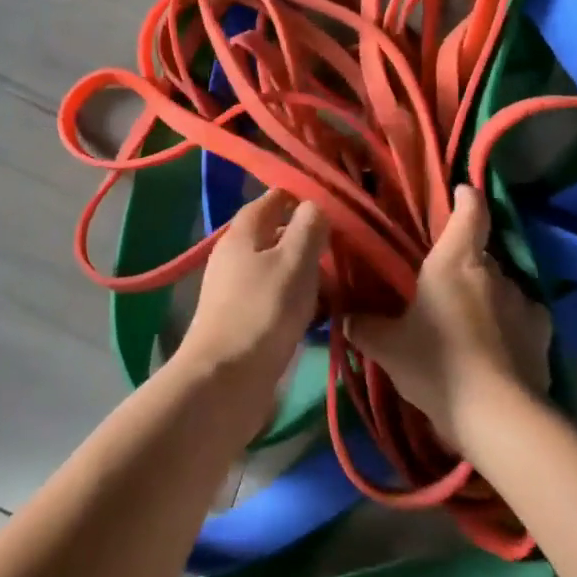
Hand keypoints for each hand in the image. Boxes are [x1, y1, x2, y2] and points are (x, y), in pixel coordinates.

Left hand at [175, 187, 327, 437]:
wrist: (225, 381)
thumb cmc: (263, 311)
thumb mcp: (295, 261)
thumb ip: (309, 227)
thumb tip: (316, 204)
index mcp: (244, 232)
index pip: (274, 198)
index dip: (303, 195)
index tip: (337, 202)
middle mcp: (236, 255)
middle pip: (279, 235)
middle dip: (312, 238)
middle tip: (350, 246)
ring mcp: (238, 289)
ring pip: (281, 269)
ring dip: (310, 273)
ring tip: (346, 281)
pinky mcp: (245, 320)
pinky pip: (278, 298)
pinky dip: (301, 300)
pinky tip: (326, 312)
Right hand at [348, 185, 550, 453]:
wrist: (498, 417)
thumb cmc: (437, 365)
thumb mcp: (387, 347)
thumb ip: (364, 326)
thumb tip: (345, 317)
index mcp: (456, 261)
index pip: (470, 212)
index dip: (465, 198)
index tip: (460, 193)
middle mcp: (494, 272)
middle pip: (480, 252)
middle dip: (464, 261)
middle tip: (442, 281)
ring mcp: (523, 301)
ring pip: (500, 285)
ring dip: (486, 295)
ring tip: (468, 319)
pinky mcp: (542, 333)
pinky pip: (522, 316)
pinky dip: (509, 323)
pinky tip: (497, 345)